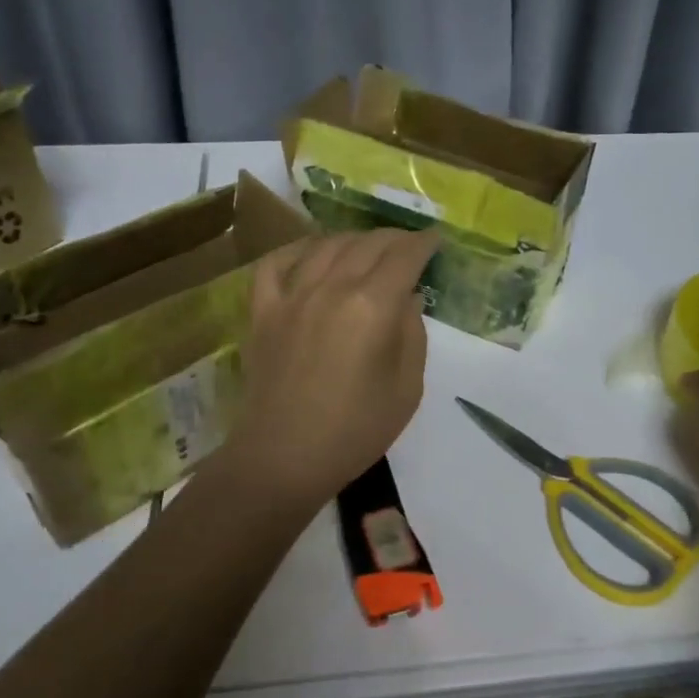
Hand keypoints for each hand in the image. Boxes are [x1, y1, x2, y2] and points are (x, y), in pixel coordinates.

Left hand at [219, 228, 437, 515]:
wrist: (283, 459)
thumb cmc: (355, 431)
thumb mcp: (407, 387)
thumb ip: (411, 332)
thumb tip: (407, 296)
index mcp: (372, 306)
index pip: (404, 257)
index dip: (424, 243)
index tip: (436, 240)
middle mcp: (331, 288)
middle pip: (367, 244)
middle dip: (395, 238)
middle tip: (409, 245)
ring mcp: (291, 296)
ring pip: (325, 246)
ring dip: (353, 239)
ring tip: (368, 247)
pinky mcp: (262, 311)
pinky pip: (275, 264)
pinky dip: (296, 250)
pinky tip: (310, 253)